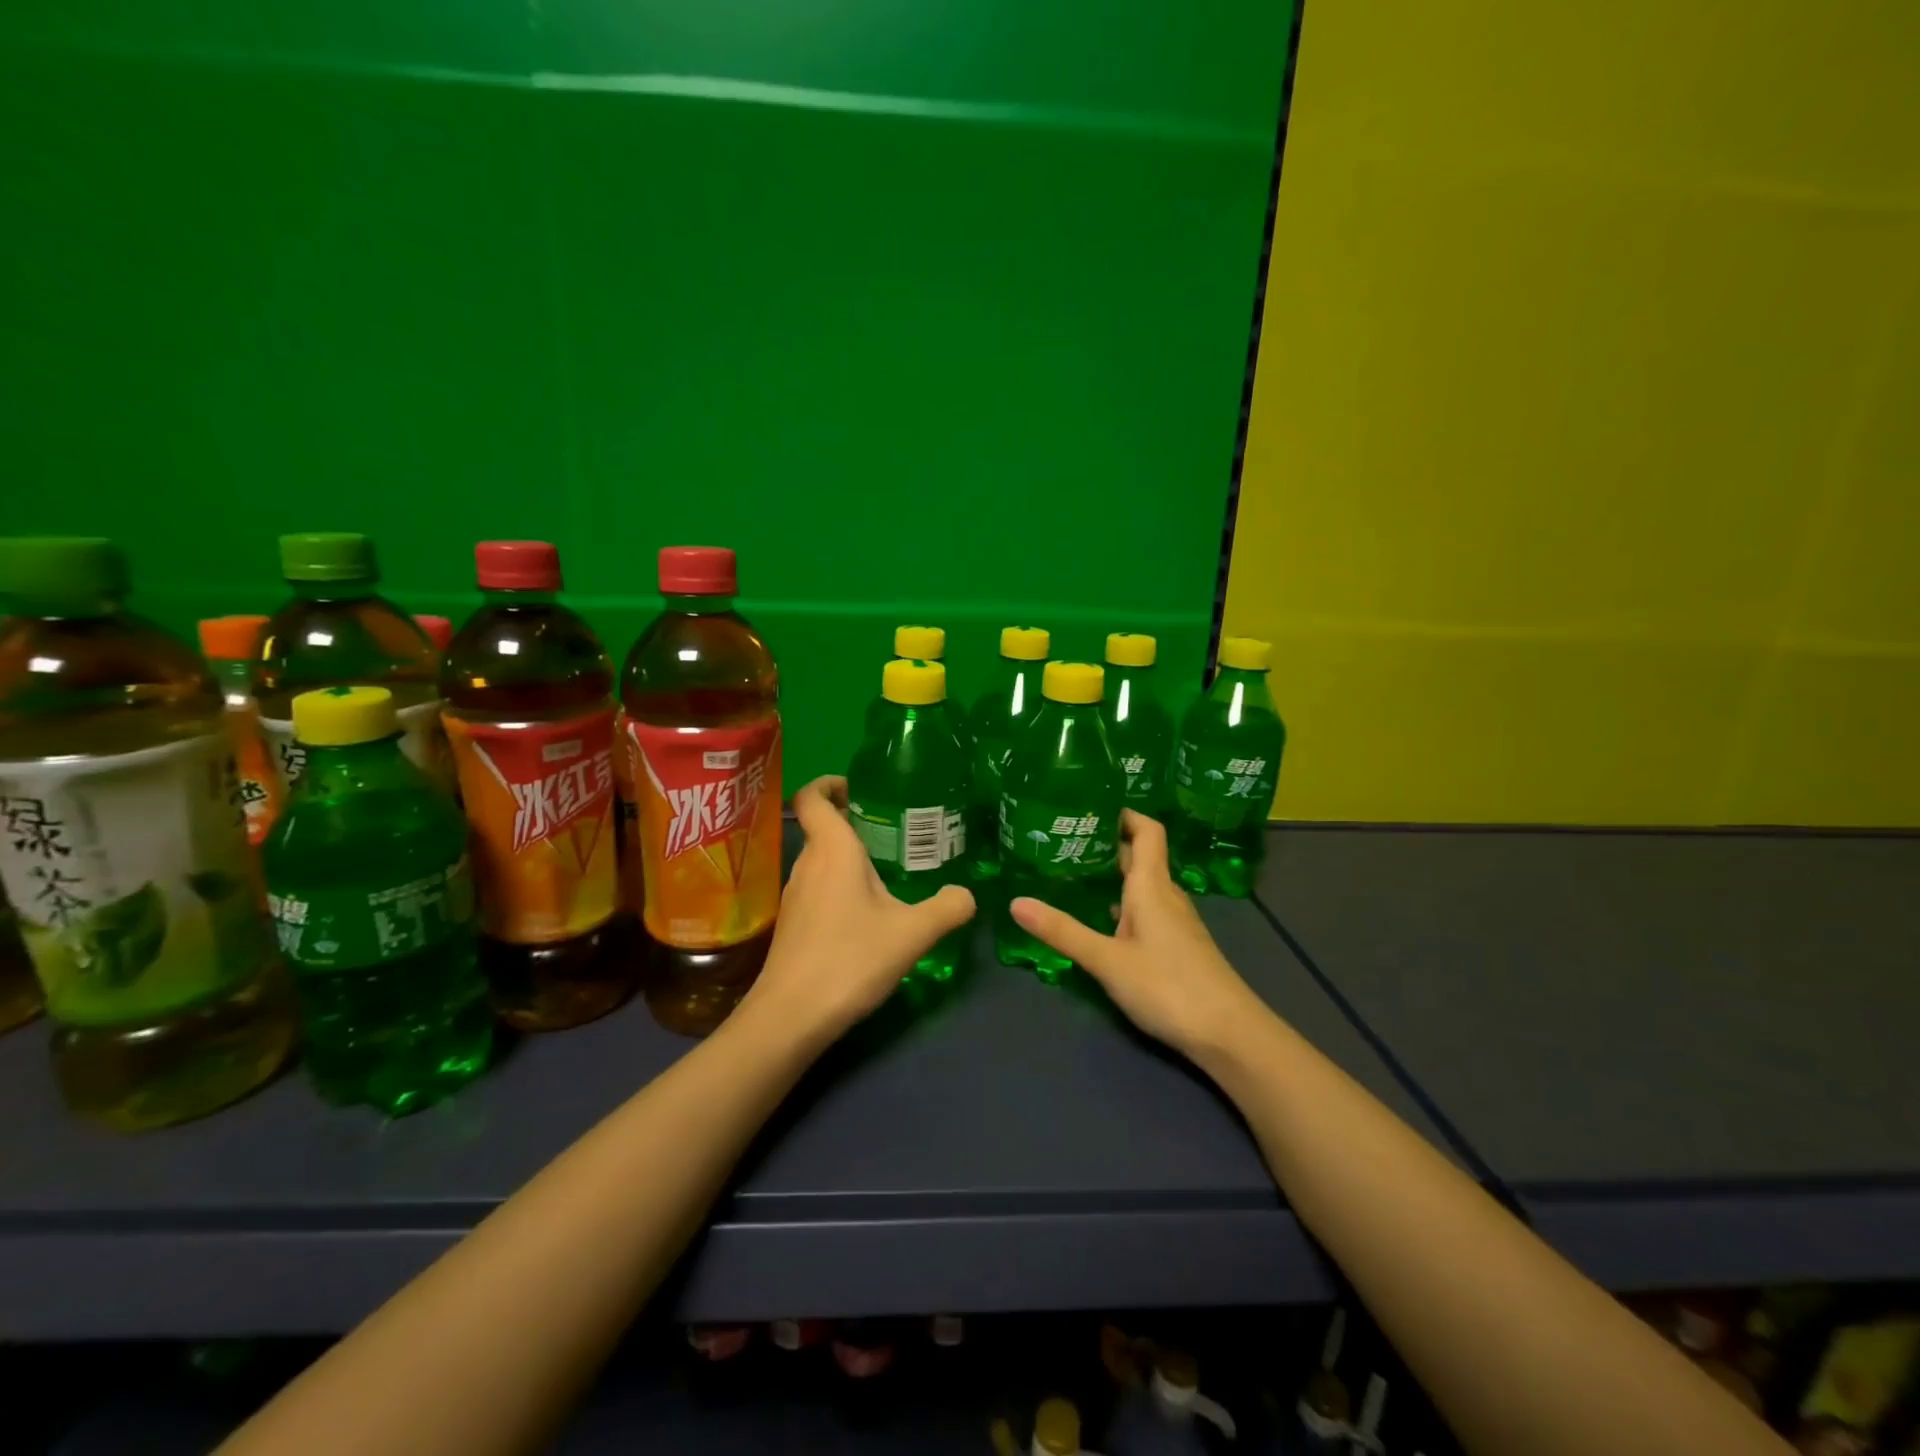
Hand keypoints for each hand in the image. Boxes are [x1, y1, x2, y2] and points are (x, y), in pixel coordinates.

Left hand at [741, 775, 975, 1043]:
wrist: (791, 1016)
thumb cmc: (850, 960)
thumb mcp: (912, 933)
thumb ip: (947, 908)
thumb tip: (968, 895)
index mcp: (832, 851)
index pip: (814, 797)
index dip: (830, 783)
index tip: (859, 787)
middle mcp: (807, 864)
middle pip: (823, 828)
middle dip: (854, 822)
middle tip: (896, 831)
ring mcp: (796, 895)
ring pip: (822, 860)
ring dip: (849, 857)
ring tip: (889, 871)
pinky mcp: (794, 924)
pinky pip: (818, 887)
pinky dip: (841, 886)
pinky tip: (868, 913)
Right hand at [1010, 811, 1265, 1059]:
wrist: (1230, 1034)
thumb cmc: (1168, 986)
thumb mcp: (1107, 960)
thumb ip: (1062, 932)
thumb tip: (1015, 902)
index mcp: (1152, 886)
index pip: (1146, 831)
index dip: (1124, 813)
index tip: (1090, 804)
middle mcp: (1167, 896)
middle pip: (1139, 856)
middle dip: (1106, 844)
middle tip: (1064, 840)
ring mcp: (1176, 922)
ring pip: (1143, 885)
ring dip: (1113, 876)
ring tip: (1073, 875)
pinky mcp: (1178, 946)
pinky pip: (1147, 910)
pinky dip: (1122, 904)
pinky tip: (1101, 921)